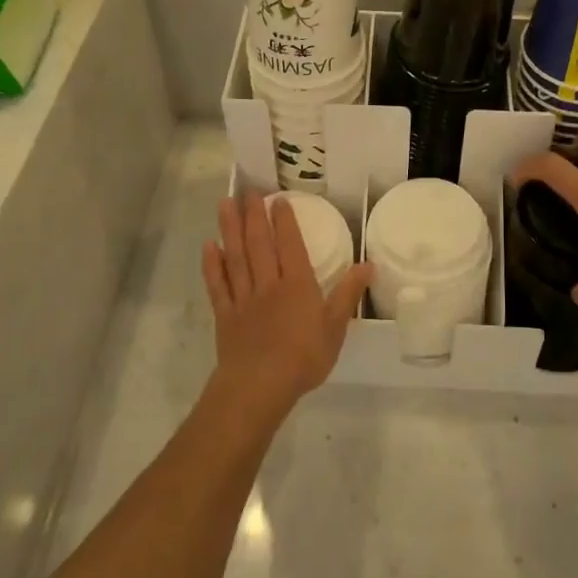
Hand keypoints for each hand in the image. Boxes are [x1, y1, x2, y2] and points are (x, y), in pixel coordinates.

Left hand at [202, 194, 371, 417]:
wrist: (259, 386)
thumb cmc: (303, 358)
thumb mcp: (335, 328)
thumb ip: (348, 294)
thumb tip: (368, 264)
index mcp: (296, 284)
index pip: (290, 244)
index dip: (284, 220)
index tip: (278, 198)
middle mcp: (268, 283)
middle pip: (259, 243)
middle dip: (254, 215)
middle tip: (248, 191)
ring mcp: (243, 298)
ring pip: (236, 256)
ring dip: (230, 229)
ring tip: (225, 204)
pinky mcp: (225, 315)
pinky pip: (217, 285)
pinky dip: (212, 265)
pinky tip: (208, 246)